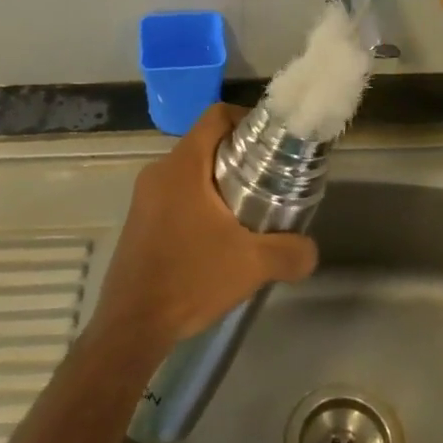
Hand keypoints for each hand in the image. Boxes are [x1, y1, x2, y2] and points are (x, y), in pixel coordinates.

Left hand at [91, 104, 317, 354]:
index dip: (249, 119)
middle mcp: (159, 172)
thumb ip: (291, 252)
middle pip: (207, 143)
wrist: (132, 327)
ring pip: (192, 171)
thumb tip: (310, 250)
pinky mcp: (140, 221)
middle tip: (271, 180)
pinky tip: (220, 237)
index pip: (217, 115)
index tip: (274, 143)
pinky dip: (201, 202)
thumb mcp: (252, 265)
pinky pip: (177, 195)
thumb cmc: (190, 280)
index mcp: (183, 166)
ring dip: (221, 182)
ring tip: (251, 210)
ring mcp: (145, 197)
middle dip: (241, 156)